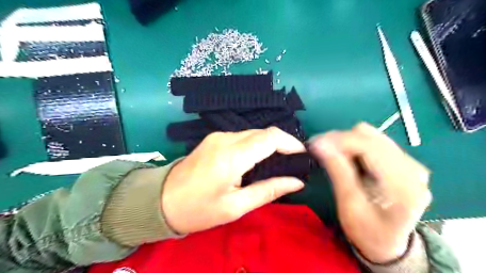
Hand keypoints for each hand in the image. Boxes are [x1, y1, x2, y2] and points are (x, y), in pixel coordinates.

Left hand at [164, 127, 306, 233]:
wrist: (161, 201)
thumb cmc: (199, 209)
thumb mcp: (235, 207)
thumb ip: (268, 190)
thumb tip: (297, 182)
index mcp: (231, 156)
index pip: (270, 137)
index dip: (290, 142)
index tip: (302, 156)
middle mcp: (225, 139)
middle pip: (263, 132)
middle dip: (282, 144)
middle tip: (292, 162)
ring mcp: (217, 136)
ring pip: (253, 133)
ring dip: (268, 144)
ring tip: (277, 163)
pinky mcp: (213, 138)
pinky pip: (242, 136)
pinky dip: (255, 145)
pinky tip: (256, 160)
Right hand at [309, 123, 430, 262]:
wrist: (388, 244)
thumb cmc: (367, 232)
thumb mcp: (349, 206)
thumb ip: (338, 171)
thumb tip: (320, 144)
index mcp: (403, 186)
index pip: (369, 147)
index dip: (339, 140)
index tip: (315, 143)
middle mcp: (413, 170)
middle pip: (370, 137)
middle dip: (340, 140)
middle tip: (319, 149)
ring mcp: (411, 164)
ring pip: (372, 135)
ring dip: (347, 141)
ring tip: (331, 153)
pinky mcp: (404, 162)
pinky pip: (375, 141)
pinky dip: (355, 145)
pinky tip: (346, 156)